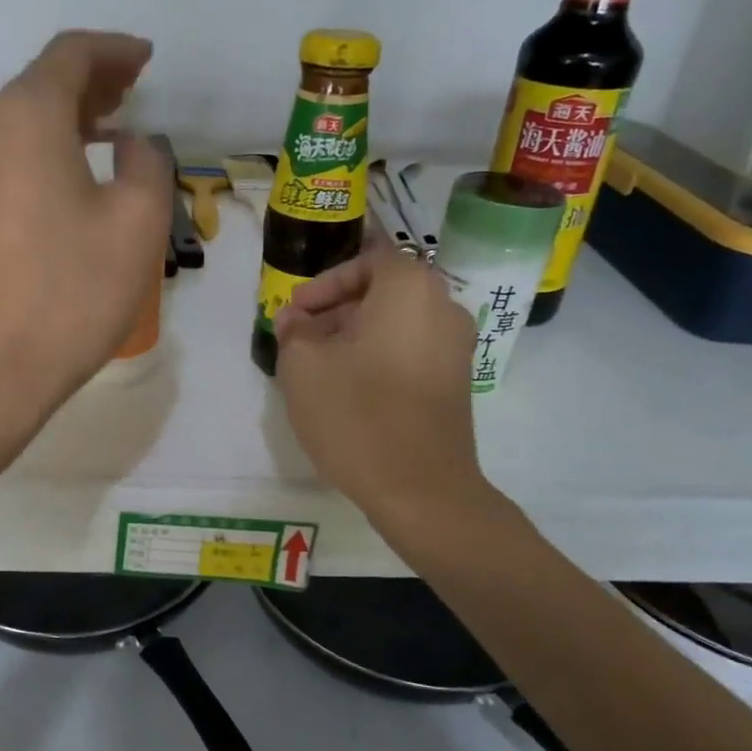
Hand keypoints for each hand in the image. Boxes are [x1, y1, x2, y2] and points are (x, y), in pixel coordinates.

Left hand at [0, 31, 172, 420]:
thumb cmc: (70, 290)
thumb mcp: (137, 222)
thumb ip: (147, 164)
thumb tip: (132, 144)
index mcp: (29, 116)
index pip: (71, 54)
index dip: (114, 50)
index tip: (146, 59)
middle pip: (42, 84)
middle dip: (92, 81)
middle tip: (132, 89)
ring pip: (23, 122)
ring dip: (68, 117)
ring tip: (110, 129)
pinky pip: (9, 157)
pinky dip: (45, 150)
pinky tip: (72, 176)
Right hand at [274, 244, 499, 527]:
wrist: (422, 490)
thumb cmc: (357, 415)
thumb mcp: (303, 366)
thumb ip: (294, 330)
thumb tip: (297, 320)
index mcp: (409, 289)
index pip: (367, 260)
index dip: (326, 282)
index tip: (297, 312)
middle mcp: (443, 307)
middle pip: (383, 291)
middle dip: (337, 310)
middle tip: (302, 338)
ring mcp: (457, 347)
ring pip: (397, 323)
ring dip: (355, 335)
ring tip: (320, 367)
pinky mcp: (457, 382)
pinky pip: (411, 350)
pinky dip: (380, 356)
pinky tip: (350, 389)